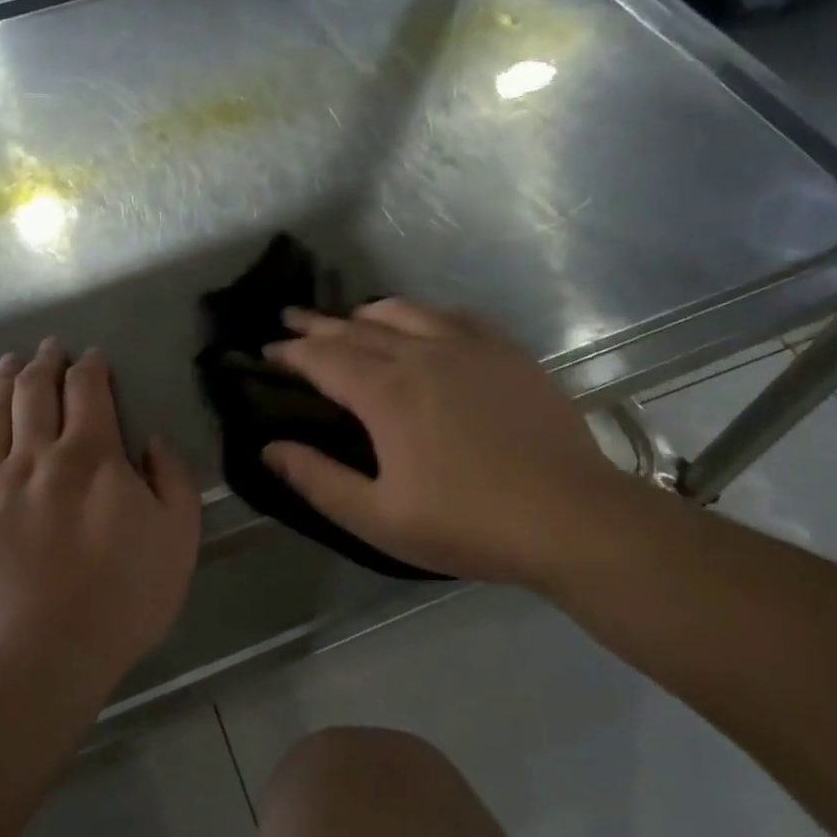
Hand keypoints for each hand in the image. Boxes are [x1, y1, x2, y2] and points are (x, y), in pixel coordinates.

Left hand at [0, 340, 200, 689]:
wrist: (34, 659)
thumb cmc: (119, 600)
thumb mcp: (178, 540)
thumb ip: (172, 481)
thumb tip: (152, 442)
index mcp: (91, 456)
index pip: (88, 391)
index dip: (90, 368)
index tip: (91, 356)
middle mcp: (35, 457)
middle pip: (33, 392)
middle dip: (43, 363)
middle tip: (46, 348)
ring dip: (1, 384)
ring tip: (6, 365)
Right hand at [262, 300, 637, 587]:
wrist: (571, 517)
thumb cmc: (467, 524)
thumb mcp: (378, 518)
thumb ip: (318, 480)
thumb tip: (269, 450)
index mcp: (386, 394)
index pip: (323, 359)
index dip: (290, 353)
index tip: (266, 351)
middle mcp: (422, 355)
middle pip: (357, 329)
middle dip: (318, 324)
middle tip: (290, 318)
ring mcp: (470, 348)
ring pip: (406, 313)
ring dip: (367, 313)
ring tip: (349, 318)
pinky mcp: (508, 353)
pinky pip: (455, 316)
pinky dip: (424, 314)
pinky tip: (424, 323)